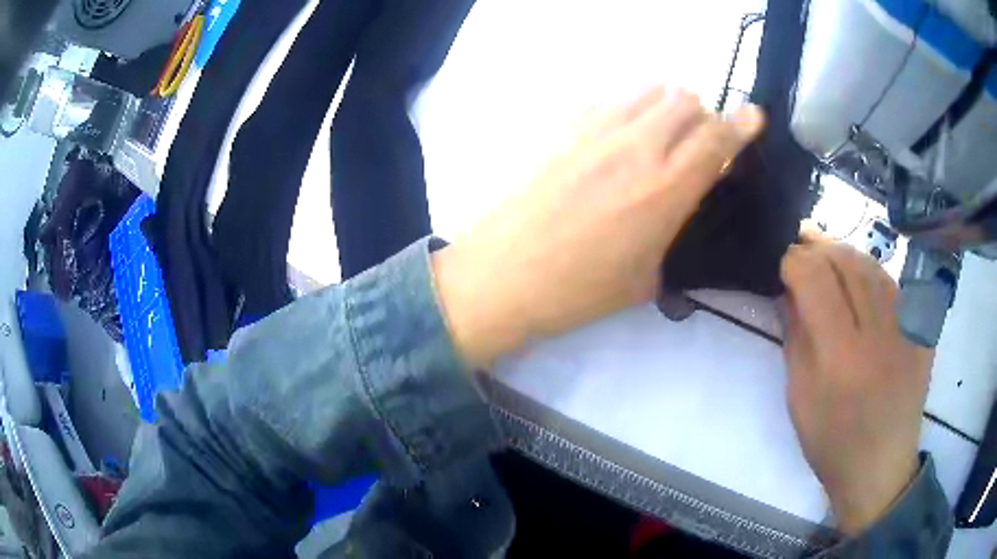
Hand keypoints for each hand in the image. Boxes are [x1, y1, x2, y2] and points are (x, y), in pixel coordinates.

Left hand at [432, 87, 763, 367]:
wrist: (502, 275)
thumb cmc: (577, 291)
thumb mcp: (645, 277)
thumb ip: (675, 232)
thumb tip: (683, 207)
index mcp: (667, 189)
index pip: (718, 137)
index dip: (743, 124)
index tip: (754, 116)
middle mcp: (638, 147)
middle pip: (686, 100)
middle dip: (702, 116)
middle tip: (697, 141)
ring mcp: (597, 129)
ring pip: (649, 89)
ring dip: (666, 104)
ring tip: (660, 131)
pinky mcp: (564, 126)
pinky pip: (610, 97)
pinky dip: (628, 105)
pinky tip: (619, 131)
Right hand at [780, 234, 933, 534]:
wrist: (880, 466)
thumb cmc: (831, 441)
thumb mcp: (799, 396)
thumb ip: (795, 335)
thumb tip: (786, 289)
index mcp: (841, 356)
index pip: (815, 278)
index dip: (793, 259)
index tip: (780, 263)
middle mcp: (879, 332)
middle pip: (845, 260)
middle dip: (817, 247)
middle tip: (800, 249)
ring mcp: (907, 326)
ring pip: (871, 265)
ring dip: (843, 255)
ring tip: (827, 260)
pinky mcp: (922, 328)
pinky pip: (893, 283)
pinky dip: (870, 273)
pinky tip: (860, 283)